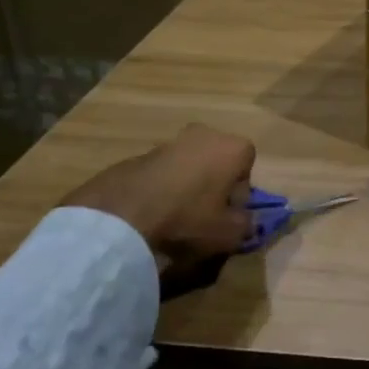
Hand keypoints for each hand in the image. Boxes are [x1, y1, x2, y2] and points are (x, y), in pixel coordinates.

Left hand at [62, 124, 255, 276]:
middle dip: (213, 184)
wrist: (120, 220)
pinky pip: (160, 173)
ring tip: (174, 218)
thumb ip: (247, 224)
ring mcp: (166, 142)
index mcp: (232, 147)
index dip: (240, 194)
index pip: (248, 167)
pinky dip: (160, 189)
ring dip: (186, 186)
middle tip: (203, 215)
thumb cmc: (188, 220)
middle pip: (217, 161)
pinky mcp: (136, 155)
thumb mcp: (230, 233)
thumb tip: (246, 219)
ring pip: (187, 165)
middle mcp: (202, 134)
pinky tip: (151, 215)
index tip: (227, 214)